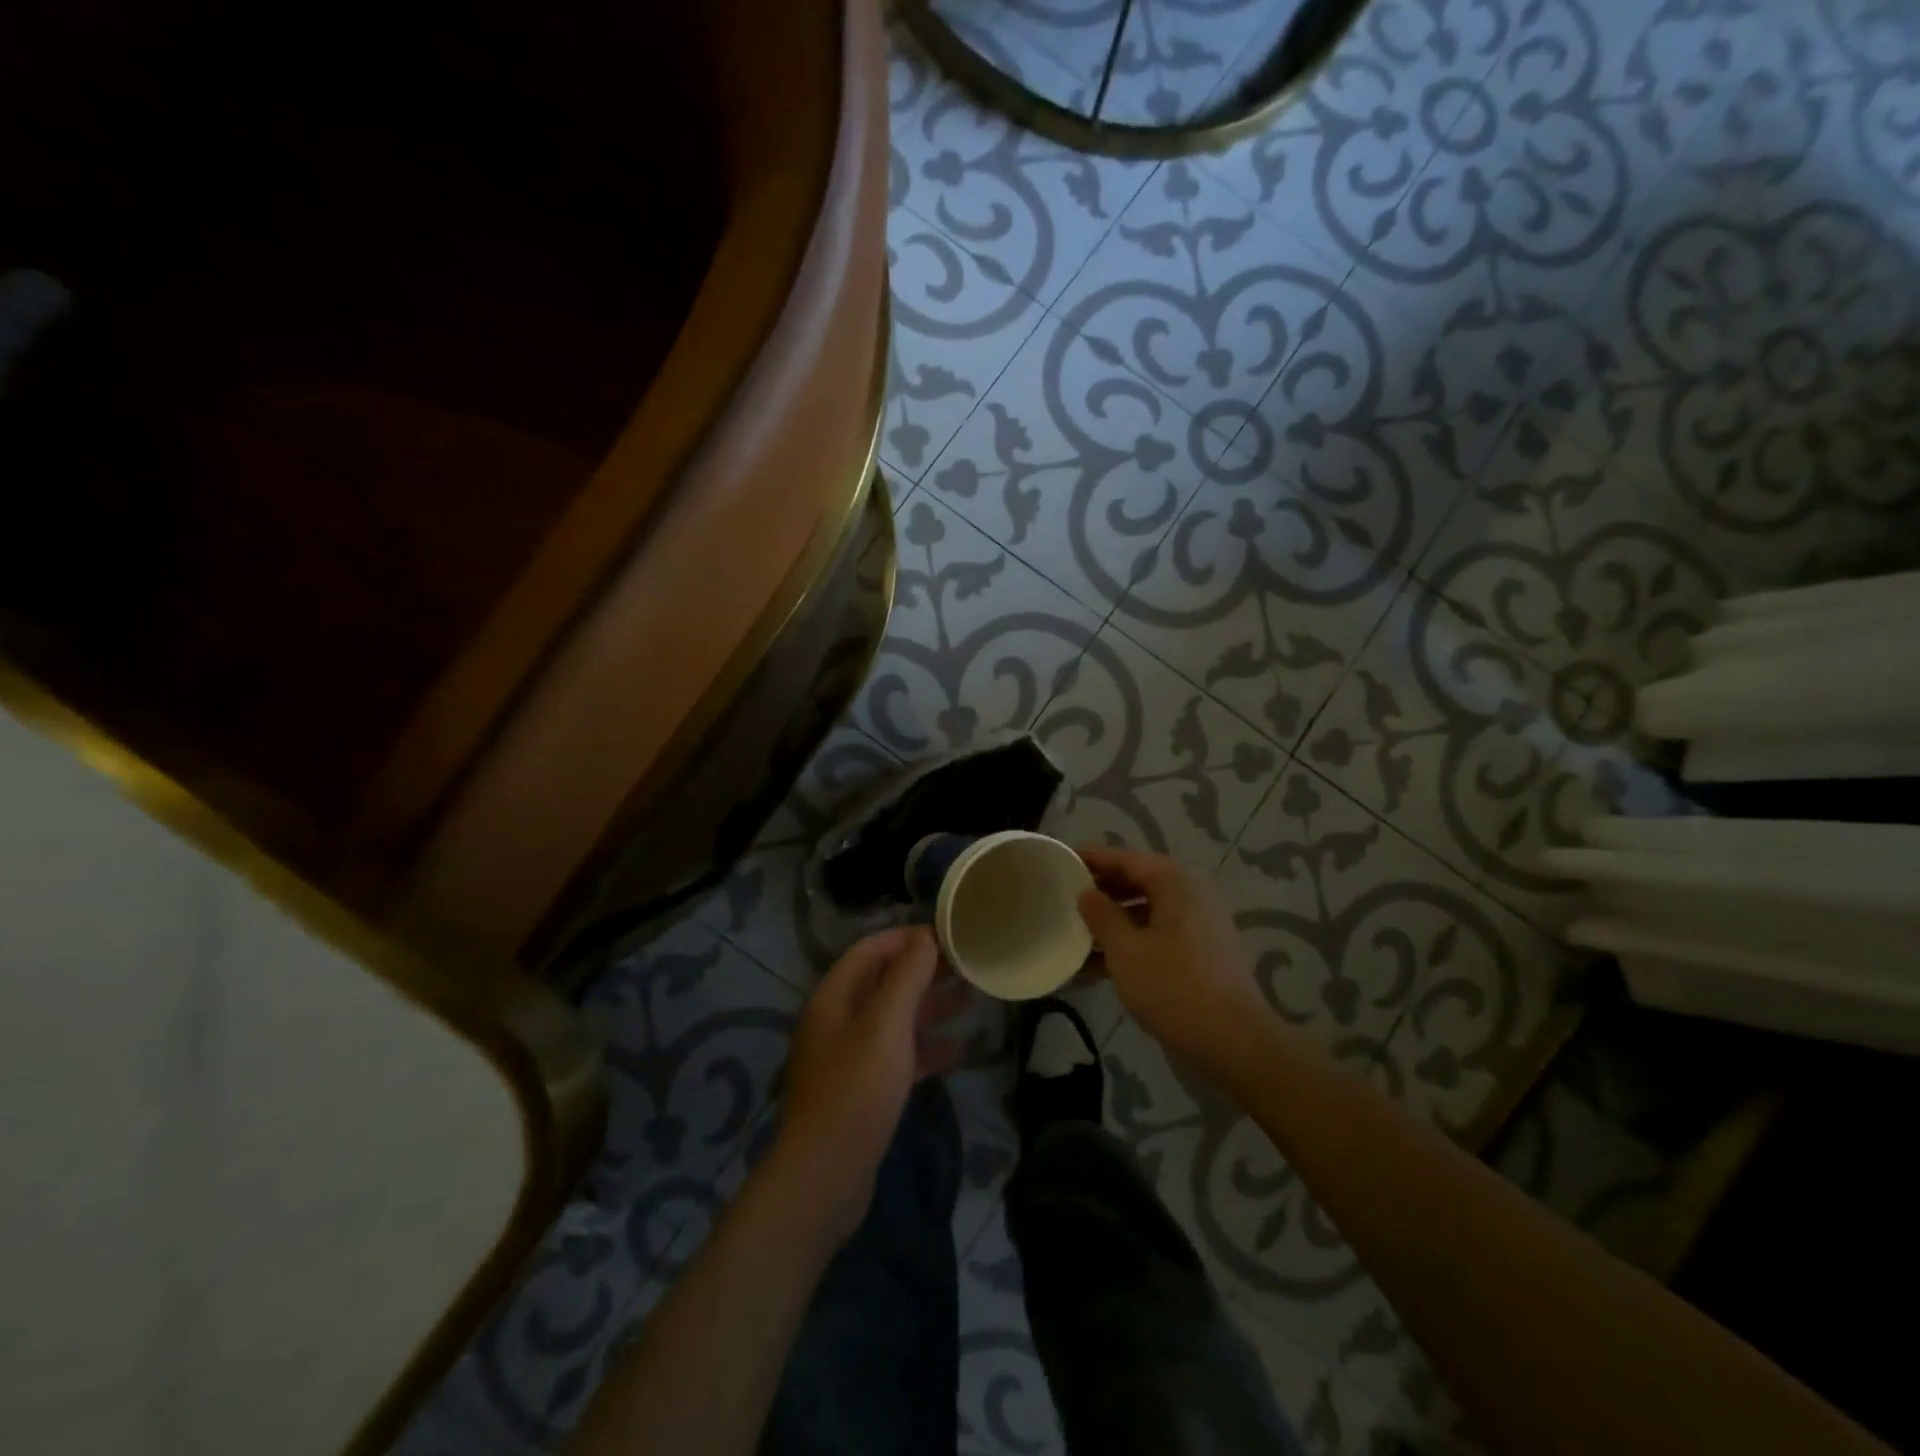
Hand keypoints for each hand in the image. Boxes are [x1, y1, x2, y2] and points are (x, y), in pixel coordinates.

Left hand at [773, 925, 969, 1242]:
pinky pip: (898, 1056)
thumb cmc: (857, 1088)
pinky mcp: (863, 1090)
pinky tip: (957, 1048)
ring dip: (929, 1007)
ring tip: (971, 998)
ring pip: (894, 1019)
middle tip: (967, 965)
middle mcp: (838, 1021)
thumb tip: (924, 936)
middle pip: (884, 983)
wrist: (826, 1175)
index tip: (947, 935)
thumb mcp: (886, 1024)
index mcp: (834, 997)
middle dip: (924, 972)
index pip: (871, 950)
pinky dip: (925, 1048)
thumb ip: (906, 976)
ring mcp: (849, 1057)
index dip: (907, 938)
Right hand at [1076, 846, 1273, 1085]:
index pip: (1126, 858)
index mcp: (1174, 882)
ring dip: (1113, 922)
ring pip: (1147, 911)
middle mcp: (1191, 894)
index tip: (1062, 860)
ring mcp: (1200, 924)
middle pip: (1138, 881)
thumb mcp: (1125, 950)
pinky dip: (1132, 942)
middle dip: (1102, 891)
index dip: (1092, 858)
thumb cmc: (1173, 987)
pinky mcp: (1202, 953)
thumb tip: (1086, 893)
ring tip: (1076, 934)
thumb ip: (1101, 915)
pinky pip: (1159, 935)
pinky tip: (1099, 966)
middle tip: (1064, 897)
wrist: (1235, 1042)